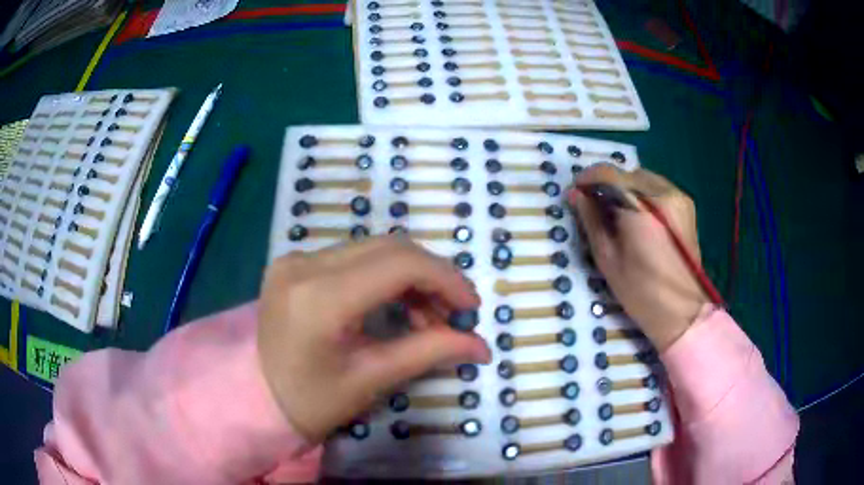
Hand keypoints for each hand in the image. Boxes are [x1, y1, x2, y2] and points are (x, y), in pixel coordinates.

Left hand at [257, 237, 491, 442]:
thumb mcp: (372, 380)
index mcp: (320, 298)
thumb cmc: (311, 402)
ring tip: (425, 317)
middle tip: (452, 314)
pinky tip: (394, 305)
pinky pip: (353, 257)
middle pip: (390, 247)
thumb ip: (429, 353)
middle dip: (433, 277)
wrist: (257, 398)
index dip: (446, 279)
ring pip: (374, 248)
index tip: (470, 308)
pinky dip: (384, 276)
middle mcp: (304, 265)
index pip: (400, 263)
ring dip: (410, 276)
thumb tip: (482, 346)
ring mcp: (295, 259)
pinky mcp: (294, 263)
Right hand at [568, 164, 708, 351]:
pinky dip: (643, 194)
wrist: (682, 311)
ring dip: (626, 188)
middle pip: (628, 174)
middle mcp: (664, 194)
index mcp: (642, 209)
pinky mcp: (686, 205)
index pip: (610, 175)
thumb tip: (576, 195)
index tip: (577, 190)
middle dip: (609, 184)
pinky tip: (637, 215)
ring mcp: (679, 198)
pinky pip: (658, 188)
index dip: (589, 178)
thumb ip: (591, 221)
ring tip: (616, 210)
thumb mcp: (607, 259)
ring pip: (644, 179)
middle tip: (595, 203)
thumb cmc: (640, 292)